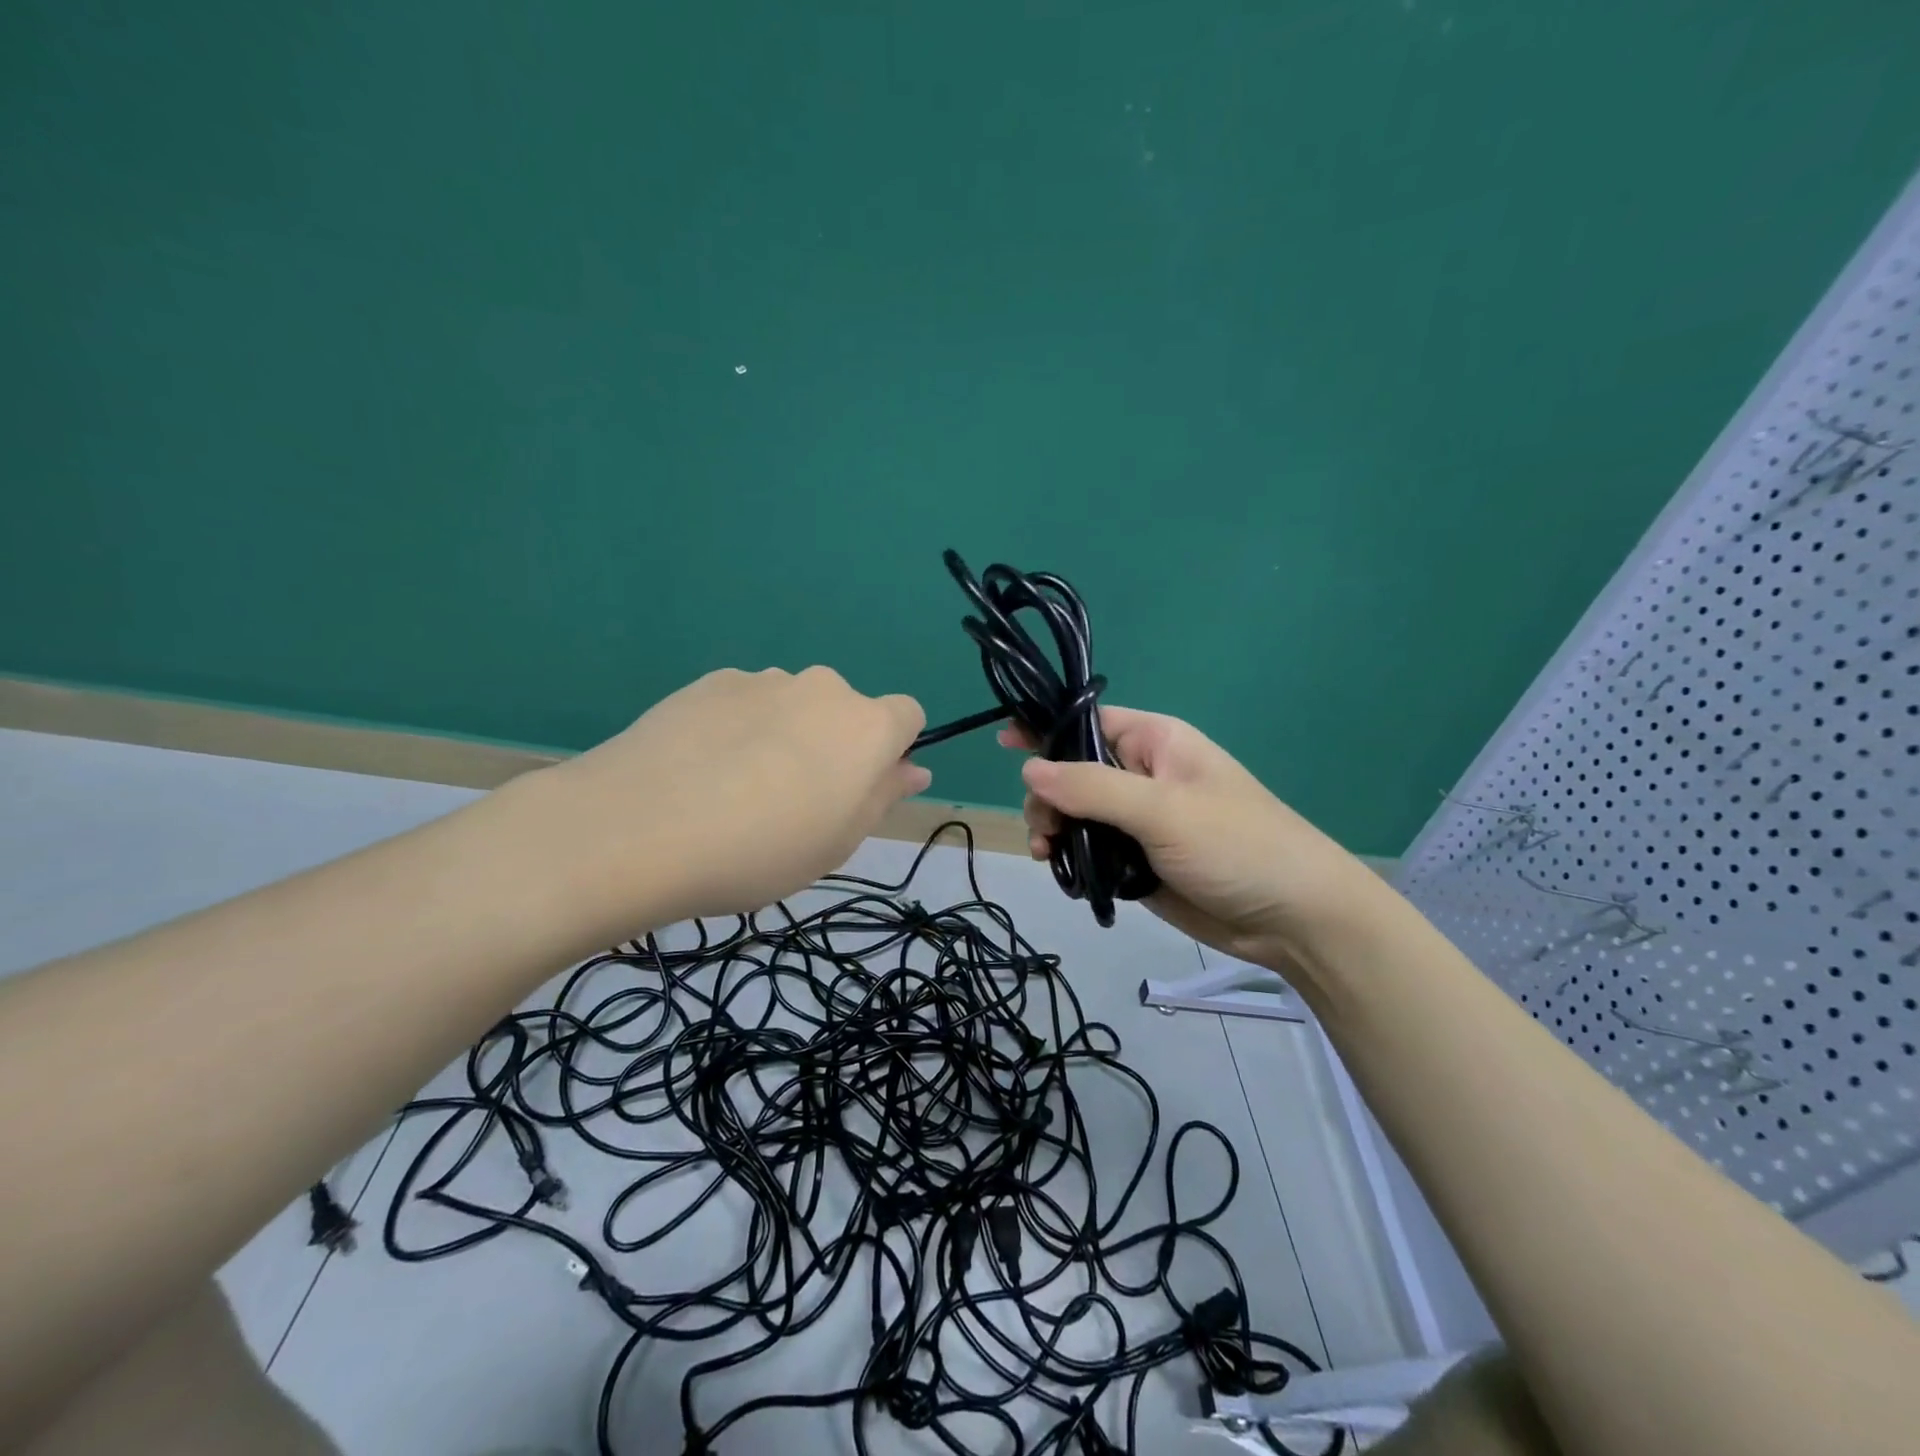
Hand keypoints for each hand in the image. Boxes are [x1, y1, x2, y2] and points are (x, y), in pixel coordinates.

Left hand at [529, 667, 927, 929]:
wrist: (640, 828)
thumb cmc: (761, 850)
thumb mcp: (838, 842)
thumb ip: (882, 797)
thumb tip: (913, 769)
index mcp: (867, 727)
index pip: (907, 716)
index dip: (891, 751)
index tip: (859, 790)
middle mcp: (823, 689)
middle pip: (846, 711)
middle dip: (833, 744)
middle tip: (794, 801)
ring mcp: (763, 681)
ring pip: (793, 705)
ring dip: (784, 734)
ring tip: (737, 788)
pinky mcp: (710, 682)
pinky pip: (745, 702)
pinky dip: (738, 727)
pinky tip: (702, 769)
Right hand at [1005, 708, 1383, 978]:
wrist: (1293, 919)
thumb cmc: (1236, 846)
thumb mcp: (1163, 809)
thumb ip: (1092, 788)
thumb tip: (1028, 769)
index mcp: (1155, 743)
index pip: (1088, 722)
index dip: (1046, 729)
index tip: (1003, 743)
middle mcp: (1143, 776)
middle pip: (1072, 773)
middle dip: (1048, 798)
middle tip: (1045, 830)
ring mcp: (1139, 821)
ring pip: (1076, 816)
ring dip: (1055, 831)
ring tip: (1049, 856)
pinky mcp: (1138, 861)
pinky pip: (1091, 851)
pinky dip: (1073, 860)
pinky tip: (1067, 876)